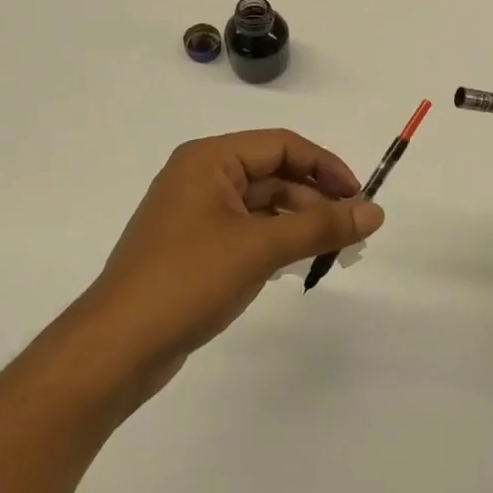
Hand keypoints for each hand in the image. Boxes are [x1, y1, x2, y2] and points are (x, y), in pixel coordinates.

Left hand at [72, 130, 383, 392]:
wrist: (117, 347)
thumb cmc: (188, 281)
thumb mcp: (261, 248)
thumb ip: (321, 226)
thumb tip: (375, 211)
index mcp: (209, 160)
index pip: (282, 145)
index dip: (326, 167)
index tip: (360, 198)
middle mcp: (200, 177)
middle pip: (273, 173)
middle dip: (315, 199)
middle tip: (351, 233)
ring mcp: (195, 214)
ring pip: (262, 205)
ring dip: (299, 222)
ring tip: (331, 251)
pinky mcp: (194, 248)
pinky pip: (247, 231)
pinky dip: (276, 241)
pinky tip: (297, 263)